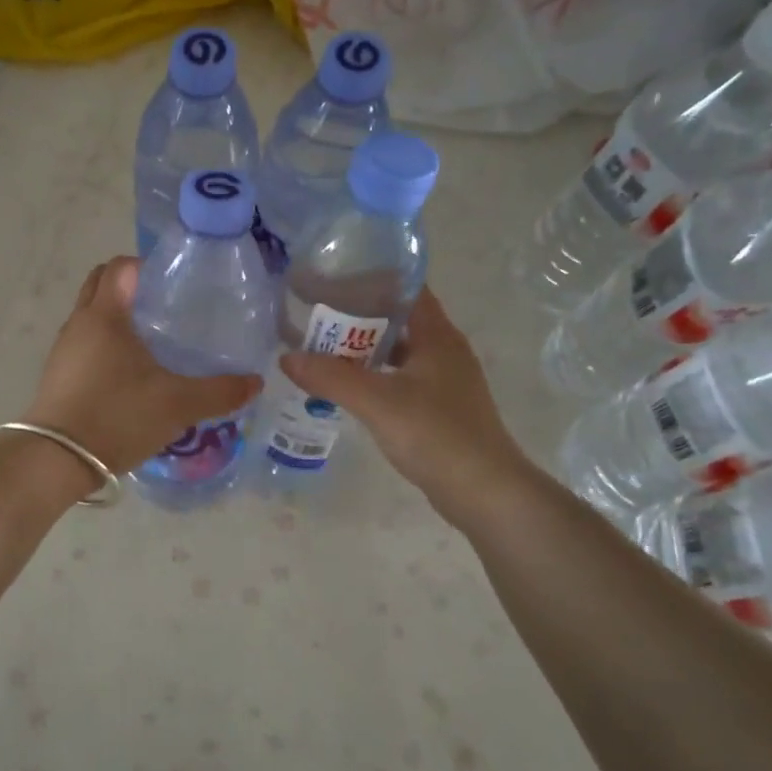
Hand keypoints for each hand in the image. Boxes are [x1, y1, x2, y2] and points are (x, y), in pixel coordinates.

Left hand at [21, 257, 262, 475]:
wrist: (57, 460)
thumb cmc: (117, 417)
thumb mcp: (178, 405)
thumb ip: (220, 391)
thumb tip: (256, 382)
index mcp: (105, 315)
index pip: (120, 266)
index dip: (146, 266)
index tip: (174, 284)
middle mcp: (79, 323)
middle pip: (100, 284)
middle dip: (130, 287)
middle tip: (165, 307)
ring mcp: (64, 350)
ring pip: (91, 315)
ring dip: (116, 316)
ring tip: (152, 340)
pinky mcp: (58, 374)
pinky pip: (84, 343)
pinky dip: (105, 344)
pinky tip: (130, 373)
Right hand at [280, 288, 532, 505]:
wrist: (484, 492)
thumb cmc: (437, 435)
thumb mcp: (378, 402)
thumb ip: (331, 377)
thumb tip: (286, 357)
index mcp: (437, 336)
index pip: (405, 289)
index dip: (370, 279)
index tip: (331, 278)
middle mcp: (444, 351)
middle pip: (397, 320)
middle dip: (357, 316)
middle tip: (315, 315)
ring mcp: (444, 381)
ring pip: (397, 352)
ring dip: (363, 350)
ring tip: (322, 349)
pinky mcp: (439, 409)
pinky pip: (400, 379)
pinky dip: (373, 377)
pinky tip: (347, 388)